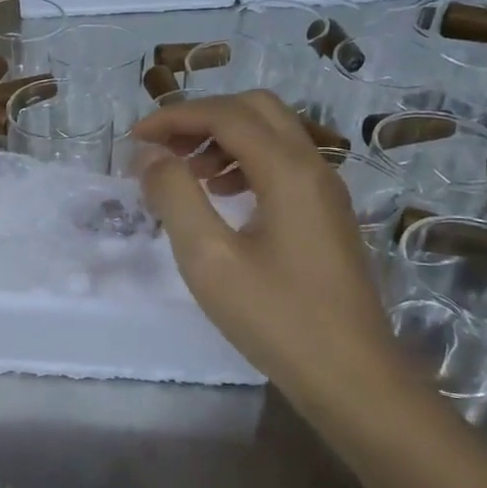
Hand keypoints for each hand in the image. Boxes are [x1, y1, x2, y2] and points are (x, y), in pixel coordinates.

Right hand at [133, 91, 399, 398]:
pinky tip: (220, 196)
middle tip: (162, 149)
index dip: (174, 118)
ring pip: (271, 134)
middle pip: (255, 110)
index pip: (226, 115)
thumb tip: (150, 155)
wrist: (352, 377)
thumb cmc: (277, 318)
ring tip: (186, 173)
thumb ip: (175, 197)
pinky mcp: (325, 214)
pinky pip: (282, 164)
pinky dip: (244, 162)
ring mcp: (325, 191)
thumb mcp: (209, 259)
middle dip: (202, 118)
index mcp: (288, 170)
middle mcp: (313, 167)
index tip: (134, 140)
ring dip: (223, 138)